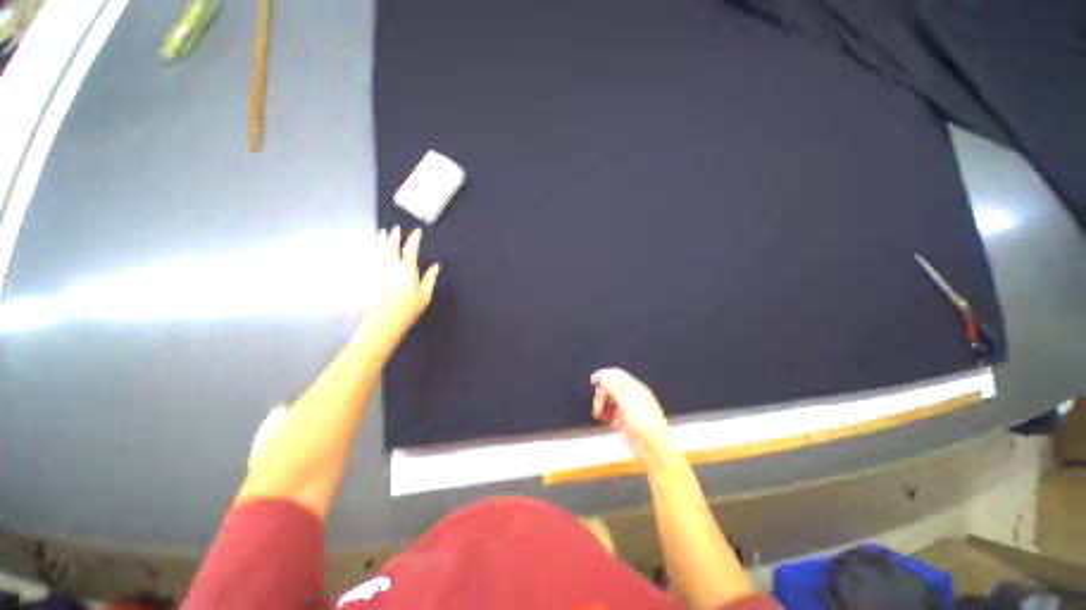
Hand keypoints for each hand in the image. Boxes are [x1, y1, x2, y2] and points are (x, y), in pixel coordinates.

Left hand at [358, 226, 439, 357]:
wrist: (383, 322)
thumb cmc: (408, 310)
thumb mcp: (425, 296)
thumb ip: (430, 279)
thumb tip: (436, 266)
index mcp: (407, 270)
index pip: (411, 250)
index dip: (414, 239)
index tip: (417, 232)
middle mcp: (391, 267)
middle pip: (391, 247)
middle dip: (394, 236)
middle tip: (395, 228)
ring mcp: (379, 272)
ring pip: (379, 251)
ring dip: (381, 241)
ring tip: (381, 233)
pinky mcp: (371, 278)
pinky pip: (372, 260)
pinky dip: (374, 252)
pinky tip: (373, 250)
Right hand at [591, 368, 677, 466]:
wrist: (655, 451)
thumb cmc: (645, 424)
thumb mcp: (628, 403)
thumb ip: (614, 387)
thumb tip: (602, 374)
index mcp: (635, 388)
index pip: (617, 375)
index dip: (604, 375)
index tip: (592, 381)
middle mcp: (630, 396)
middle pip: (610, 386)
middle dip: (602, 392)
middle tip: (599, 403)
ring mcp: (626, 409)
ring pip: (608, 399)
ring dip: (600, 403)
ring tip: (598, 413)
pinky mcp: (622, 421)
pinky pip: (609, 411)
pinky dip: (603, 412)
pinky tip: (600, 417)